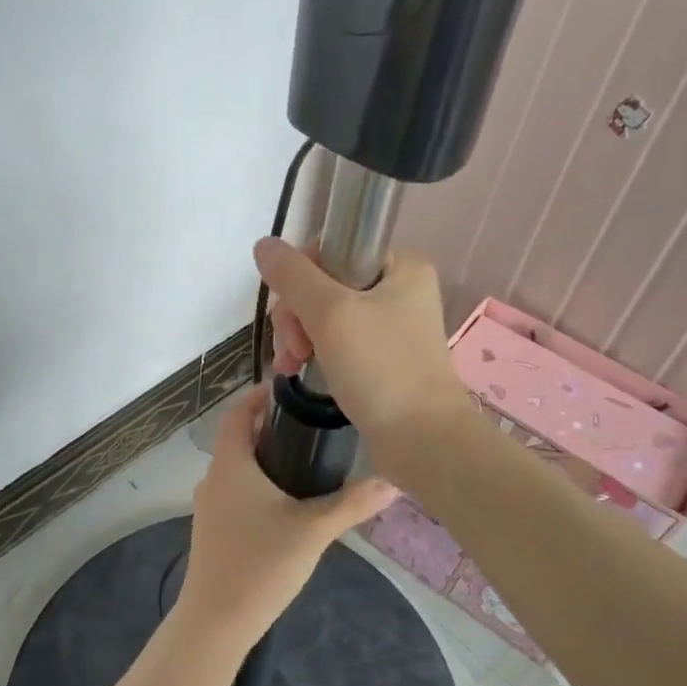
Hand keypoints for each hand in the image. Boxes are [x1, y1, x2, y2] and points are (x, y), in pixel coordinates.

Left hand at [179, 387, 395, 650]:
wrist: (216, 621)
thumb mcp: (314, 531)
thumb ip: (353, 504)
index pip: (237, 412)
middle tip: (312, 425)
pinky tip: (288, 503)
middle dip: (271, 427)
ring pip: (238, 467)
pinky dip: (259, 484)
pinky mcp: (213, 529)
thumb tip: (393, 481)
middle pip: (239, 438)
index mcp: (231, 464)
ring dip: (266, 458)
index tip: (292, 391)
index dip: (259, 395)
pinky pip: (236, 491)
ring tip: (308, 460)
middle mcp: (214, 478)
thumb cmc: (260, 565)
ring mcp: (209, 506)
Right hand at [254, 237, 469, 485]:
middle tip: (291, 348)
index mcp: (401, 266)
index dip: (300, 277)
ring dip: (299, 337)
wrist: (422, 440)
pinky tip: (298, 372)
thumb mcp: (331, 314)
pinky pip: (338, 343)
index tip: (290, 313)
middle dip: (296, 315)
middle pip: (325, 285)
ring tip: (289, 367)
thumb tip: (263, 244)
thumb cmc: (381, 369)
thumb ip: (293, 276)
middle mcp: (400, 291)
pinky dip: (315, 353)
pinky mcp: (384, 360)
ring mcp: (393, 327)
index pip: (332, 250)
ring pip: (326, 316)